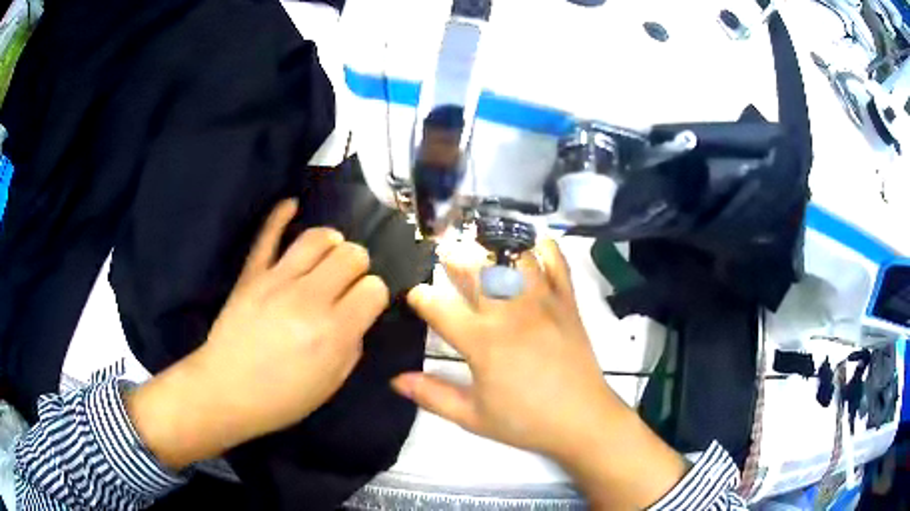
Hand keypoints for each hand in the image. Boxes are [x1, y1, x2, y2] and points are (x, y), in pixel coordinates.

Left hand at [127, 199, 389, 468]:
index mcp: (334, 332)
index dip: (374, 294)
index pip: (374, 288)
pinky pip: (267, 235)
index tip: (365, 304)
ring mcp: (277, 281)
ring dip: (332, 241)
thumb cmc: (283, 398)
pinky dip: (280, 215)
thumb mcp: (332, 383)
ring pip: (318, 237)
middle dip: (358, 265)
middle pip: (351, 255)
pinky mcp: (251, 274)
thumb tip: (357, 314)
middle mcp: (310, 299)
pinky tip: (292, 205)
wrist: (226, 391)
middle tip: (347, 281)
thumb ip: (352, 344)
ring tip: (329, 253)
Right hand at [392, 239, 687, 508]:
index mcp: (482, 342)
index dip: (420, 297)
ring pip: (513, 257)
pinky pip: (556, 262)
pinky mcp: (567, 301)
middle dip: (454, 255)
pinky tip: (531, 247)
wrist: (582, 420)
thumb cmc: (526, 421)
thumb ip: (432, 395)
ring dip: (492, 246)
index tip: (415, 296)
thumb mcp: (472, 417)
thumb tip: (396, 380)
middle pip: (475, 267)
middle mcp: (510, 312)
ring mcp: (542, 302)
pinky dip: (543, 248)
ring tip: (481, 247)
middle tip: (445, 254)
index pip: (439, 307)